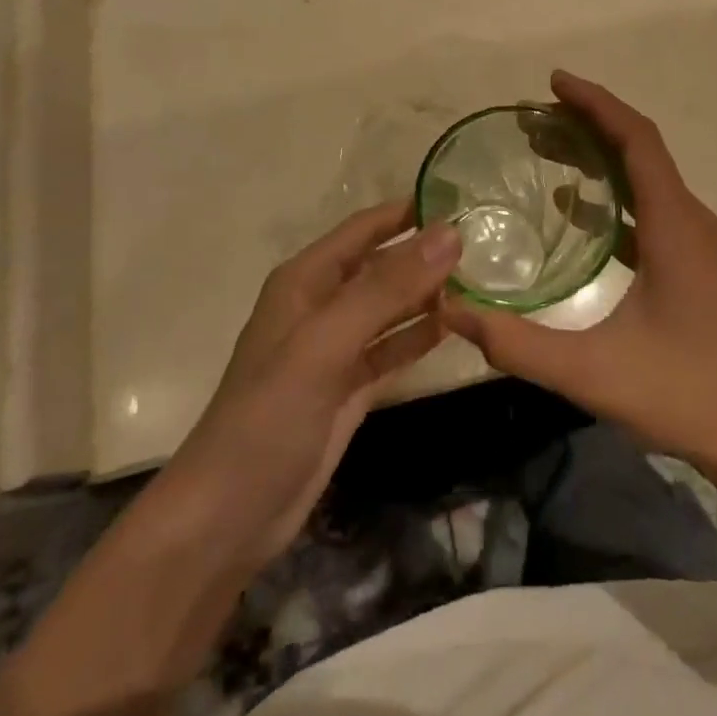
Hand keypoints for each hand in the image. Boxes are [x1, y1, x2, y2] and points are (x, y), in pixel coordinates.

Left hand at [164, 202, 459, 578]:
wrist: (228, 517)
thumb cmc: (269, 416)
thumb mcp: (326, 343)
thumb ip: (388, 288)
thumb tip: (450, 234)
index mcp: (306, 281)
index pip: (365, 228)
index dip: (409, 211)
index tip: (464, 199)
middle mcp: (322, 306)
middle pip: (382, 266)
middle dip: (427, 253)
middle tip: (488, 243)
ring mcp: (337, 349)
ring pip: (392, 307)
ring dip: (430, 294)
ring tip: (484, 279)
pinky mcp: (350, 387)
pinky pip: (394, 348)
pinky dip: (422, 336)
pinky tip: (459, 326)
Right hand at [441, 71, 716, 478]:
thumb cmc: (682, 394)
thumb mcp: (591, 371)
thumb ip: (518, 343)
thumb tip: (451, 308)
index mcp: (673, 225)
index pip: (637, 139)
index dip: (596, 103)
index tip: (553, 83)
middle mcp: (689, 219)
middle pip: (640, 148)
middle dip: (590, 122)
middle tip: (536, 117)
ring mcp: (695, 240)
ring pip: (646, 176)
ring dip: (601, 155)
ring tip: (548, 148)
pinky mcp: (692, 261)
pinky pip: (649, 206)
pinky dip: (613, 192)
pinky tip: (577, 211)